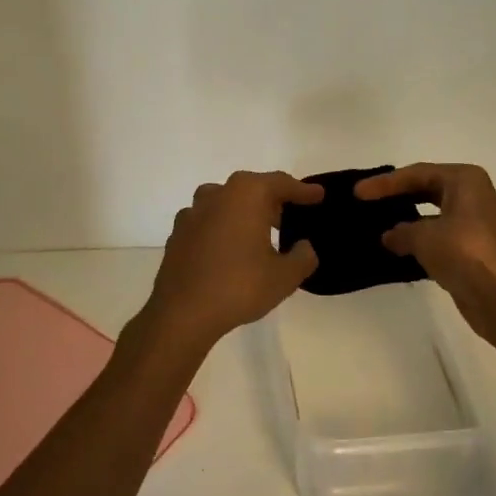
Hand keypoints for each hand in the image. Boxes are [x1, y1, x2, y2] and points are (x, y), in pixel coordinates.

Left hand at [144, 171, 323, 349]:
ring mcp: (192, 213)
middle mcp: (217, 194)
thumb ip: (303, 257)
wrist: (182, 313)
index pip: (281, 183)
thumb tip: (304, 247)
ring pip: (226, 202)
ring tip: (260, 233)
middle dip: (273, 200)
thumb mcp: (285, 276)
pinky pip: (208, 222)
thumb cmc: (239, 286)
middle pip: (252, 189)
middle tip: (290, 217)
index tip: (318, 195)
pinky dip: (223, 228)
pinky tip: (230, 249)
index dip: (302, 190)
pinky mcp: (178, 234)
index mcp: (246, 194)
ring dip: (245, 212)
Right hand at [357, 163, 495, 354]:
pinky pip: (435, 238)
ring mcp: (471, 224)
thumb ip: (402, 232)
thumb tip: (389, 235)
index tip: (357, 192)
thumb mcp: (426, 237)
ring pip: (430, 215)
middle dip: (396, 196)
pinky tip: (394, 249)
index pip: (417, 173)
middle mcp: (470, 196)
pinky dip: (416, 242)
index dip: (385, 183)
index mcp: (464, 181)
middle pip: (424, 189)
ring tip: (373, 225)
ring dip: (405, 221)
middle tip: (365, 203)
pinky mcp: (469, 251)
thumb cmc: (468, 254)